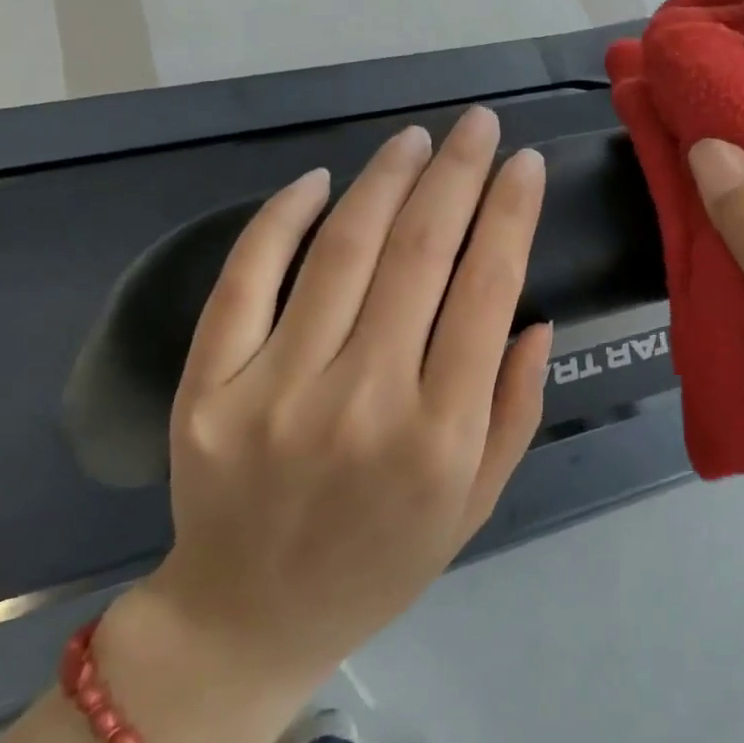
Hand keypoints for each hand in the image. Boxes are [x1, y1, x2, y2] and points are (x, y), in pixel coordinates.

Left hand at [116, 108, 550, 736]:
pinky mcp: (208, 387)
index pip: (486, 291)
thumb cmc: (380, 562)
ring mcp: (275, 390)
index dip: (510, 213)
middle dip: (457, 173)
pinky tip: (319, 180)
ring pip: (342, 251)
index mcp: (440, 436)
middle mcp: (363, 402)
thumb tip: (535, 317)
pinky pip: (247, 279)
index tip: (524, 162)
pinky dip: (282, 218)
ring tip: (415, 139)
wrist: (248, 618)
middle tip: (477, 124)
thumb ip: (515, 409)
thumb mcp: (475, 502)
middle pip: (419, 253)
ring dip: (385, 179)